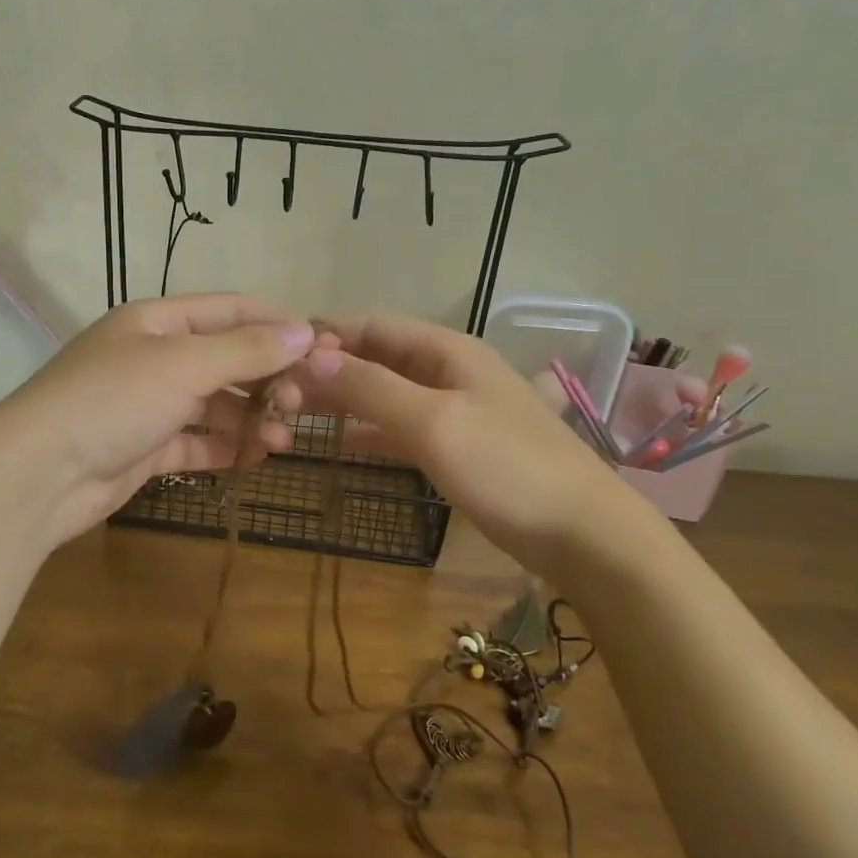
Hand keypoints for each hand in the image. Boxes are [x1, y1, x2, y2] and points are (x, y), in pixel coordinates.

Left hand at [0, 293, 316, 546]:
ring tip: (285, 439)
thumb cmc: (113, 400)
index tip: (324, 344)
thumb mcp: (184, 365)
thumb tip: (305, 331)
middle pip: (225, 359)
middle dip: (267, 378)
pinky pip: (196, 443)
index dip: (277, 323)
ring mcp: (147, 405)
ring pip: (213, 405)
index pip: (229, 310)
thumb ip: (247, 349)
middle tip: (302, 402)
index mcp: (157, 321)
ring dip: (251, 418)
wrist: (39, 474)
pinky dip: (225, 449)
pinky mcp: (144, 449)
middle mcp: (153, 357)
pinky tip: (256, 457)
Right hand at [296, 313, 629, 561]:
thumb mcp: (434, 421)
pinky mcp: (456, 447)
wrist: (582, 533)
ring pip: (386, 392)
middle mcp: (447, 371)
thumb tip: (310, 358)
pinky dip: (369, 430)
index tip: (276, 354)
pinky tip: (340, 442)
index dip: (325, 333)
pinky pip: (401, 427)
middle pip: (377, 356)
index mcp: (446, 350)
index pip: (372, 324)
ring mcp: (453, 410)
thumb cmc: (508, 467)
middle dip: (329, 368)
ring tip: (293, 411)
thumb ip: (371, 388)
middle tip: (276, 391)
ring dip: (344, 399)